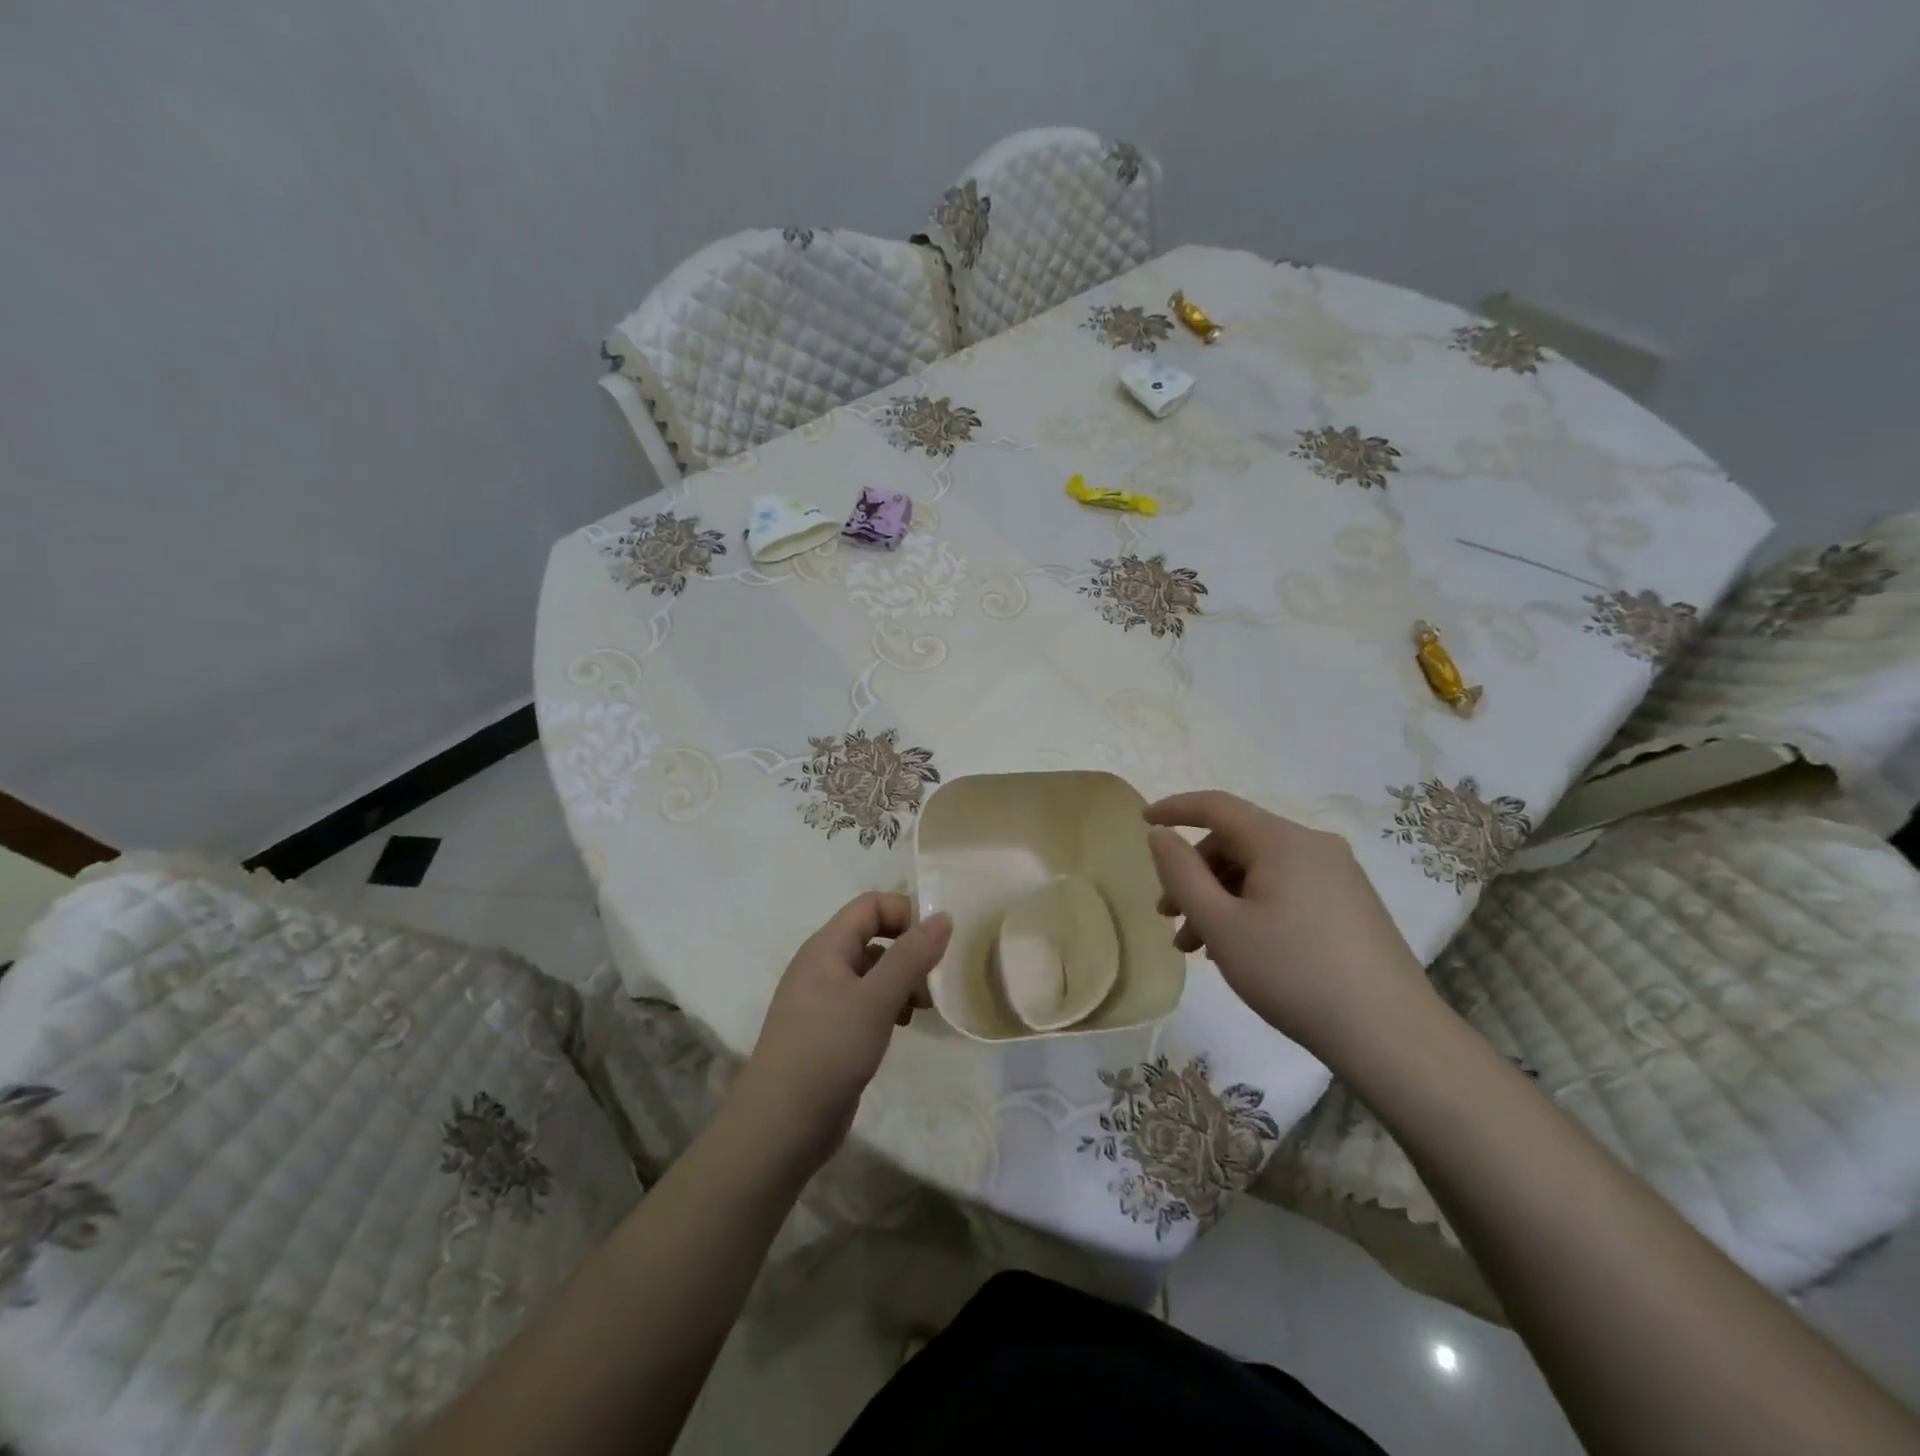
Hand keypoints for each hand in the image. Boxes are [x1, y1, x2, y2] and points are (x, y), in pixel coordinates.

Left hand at [733, 893, 951, 1171]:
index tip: (937, 943)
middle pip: (873, 936)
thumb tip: (943, 916)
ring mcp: (822, 1000)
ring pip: (871, 971)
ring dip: (901, 981)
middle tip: (934, 982)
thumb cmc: (828, 1050)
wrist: (780, 1126)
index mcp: (826, 947)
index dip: (905, 913)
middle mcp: (822, 965)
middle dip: (908, 951)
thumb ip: (911, 956)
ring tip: (921, 1009)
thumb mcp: (876, 999)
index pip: (870, 905)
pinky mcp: (827, 1031)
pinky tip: (901, 1026)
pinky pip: (864, 1001)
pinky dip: (887, 1005)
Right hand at [1144, 790, 1428, 1057]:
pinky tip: (1241, 949)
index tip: (1142, 820)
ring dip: (1221, 898)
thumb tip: (1160, 834)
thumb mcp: (1221, 925)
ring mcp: (1338, 875)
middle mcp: (1313, 845)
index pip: (1217, 806)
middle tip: (1168, 917)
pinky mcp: (1352, 904)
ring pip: (1261, 870)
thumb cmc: (1293, 973)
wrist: (1391, 1035)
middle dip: (1195, 874)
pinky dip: (1252, 907)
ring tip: (1198, 948)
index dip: (1175, 809)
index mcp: (1282, 840)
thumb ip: (1181, 873)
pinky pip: (1287, 889)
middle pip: (1237, 842)